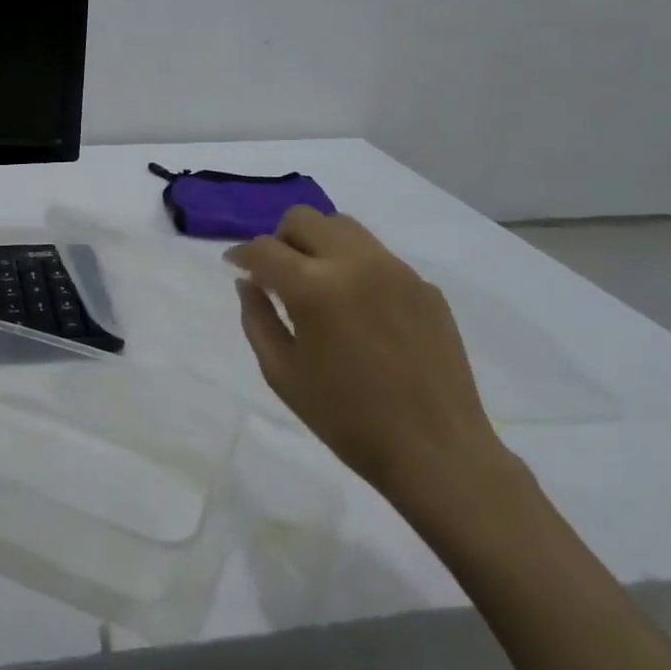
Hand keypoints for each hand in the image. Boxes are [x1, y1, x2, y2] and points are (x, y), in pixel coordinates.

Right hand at [224, 207, 503, 496]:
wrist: (436, 451)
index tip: (234, 267)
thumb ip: (257, 318)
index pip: (264, 248)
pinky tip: (359, 311)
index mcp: (314, 288)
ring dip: (318, 244)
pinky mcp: (425, 286)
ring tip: (316, 284)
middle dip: (280, 239)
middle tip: (276, 275)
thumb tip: (249, 283)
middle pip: (304, 219)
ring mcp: (396, 270)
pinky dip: (355, 267)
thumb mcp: (282, 373)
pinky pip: (378, 257)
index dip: (241, 255)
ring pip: (344, 227)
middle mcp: (356, 263)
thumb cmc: (346, 419)